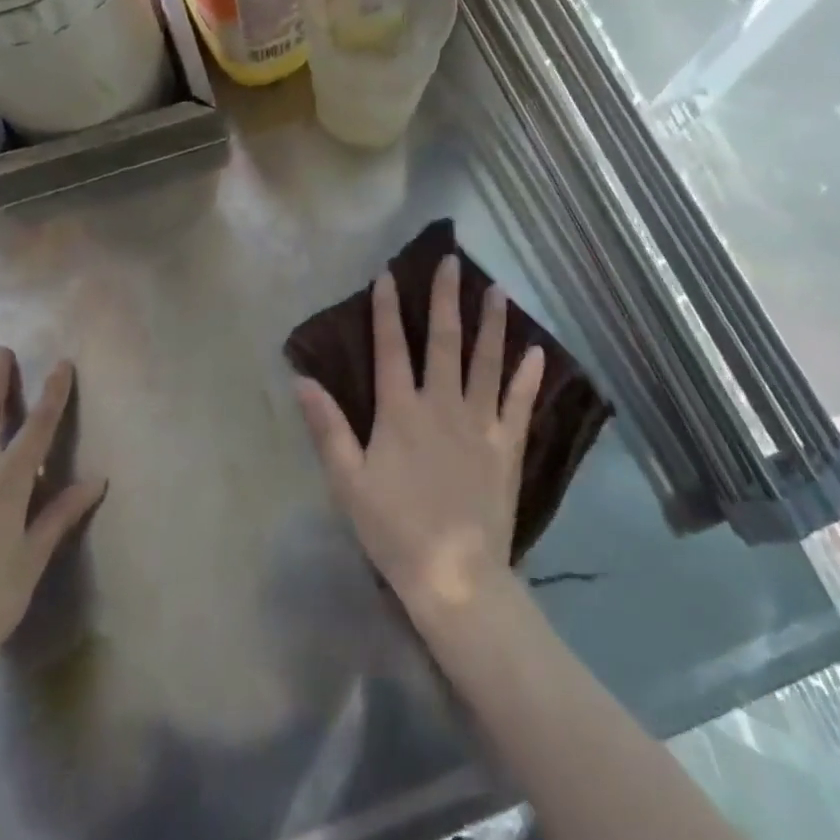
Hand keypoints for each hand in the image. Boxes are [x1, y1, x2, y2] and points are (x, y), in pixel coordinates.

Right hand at [296, 257, 544, 620]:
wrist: (454, 576)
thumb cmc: (394, 528)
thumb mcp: (348, 481)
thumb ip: (327, 428)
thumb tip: (301, 380)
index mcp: (401, 411)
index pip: (390, 348)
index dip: (386, 310)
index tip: (388, 274)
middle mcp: (442, 405)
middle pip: (444, 341)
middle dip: (446, 298)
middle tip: (453, 262)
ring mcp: (479, 424)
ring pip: (487, 362)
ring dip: (492, 324)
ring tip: (498, 290)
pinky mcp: (506, 447)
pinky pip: (520, 404)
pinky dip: (529, 377)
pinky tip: (538, 352)